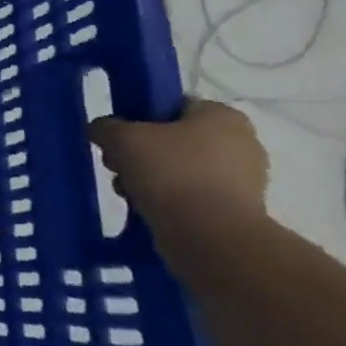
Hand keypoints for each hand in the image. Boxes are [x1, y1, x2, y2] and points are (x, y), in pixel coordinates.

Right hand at [89, 100, 269, 230]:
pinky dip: (169, 202)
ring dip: (150, 179)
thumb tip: (101, 129)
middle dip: (141, 153)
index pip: (173, 106)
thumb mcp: (123, 138)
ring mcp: (244, 181)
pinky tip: (147, 210)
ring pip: (180, 170)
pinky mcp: (237, 213)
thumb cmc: (171, 174)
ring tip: (128, 192)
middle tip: (118, 166)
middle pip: (173, 140)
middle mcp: (241, 143)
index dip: (140, 119)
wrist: (210, 238)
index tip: (119, 137)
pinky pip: (192, 197)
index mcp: (223, 116)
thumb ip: (106, 126)